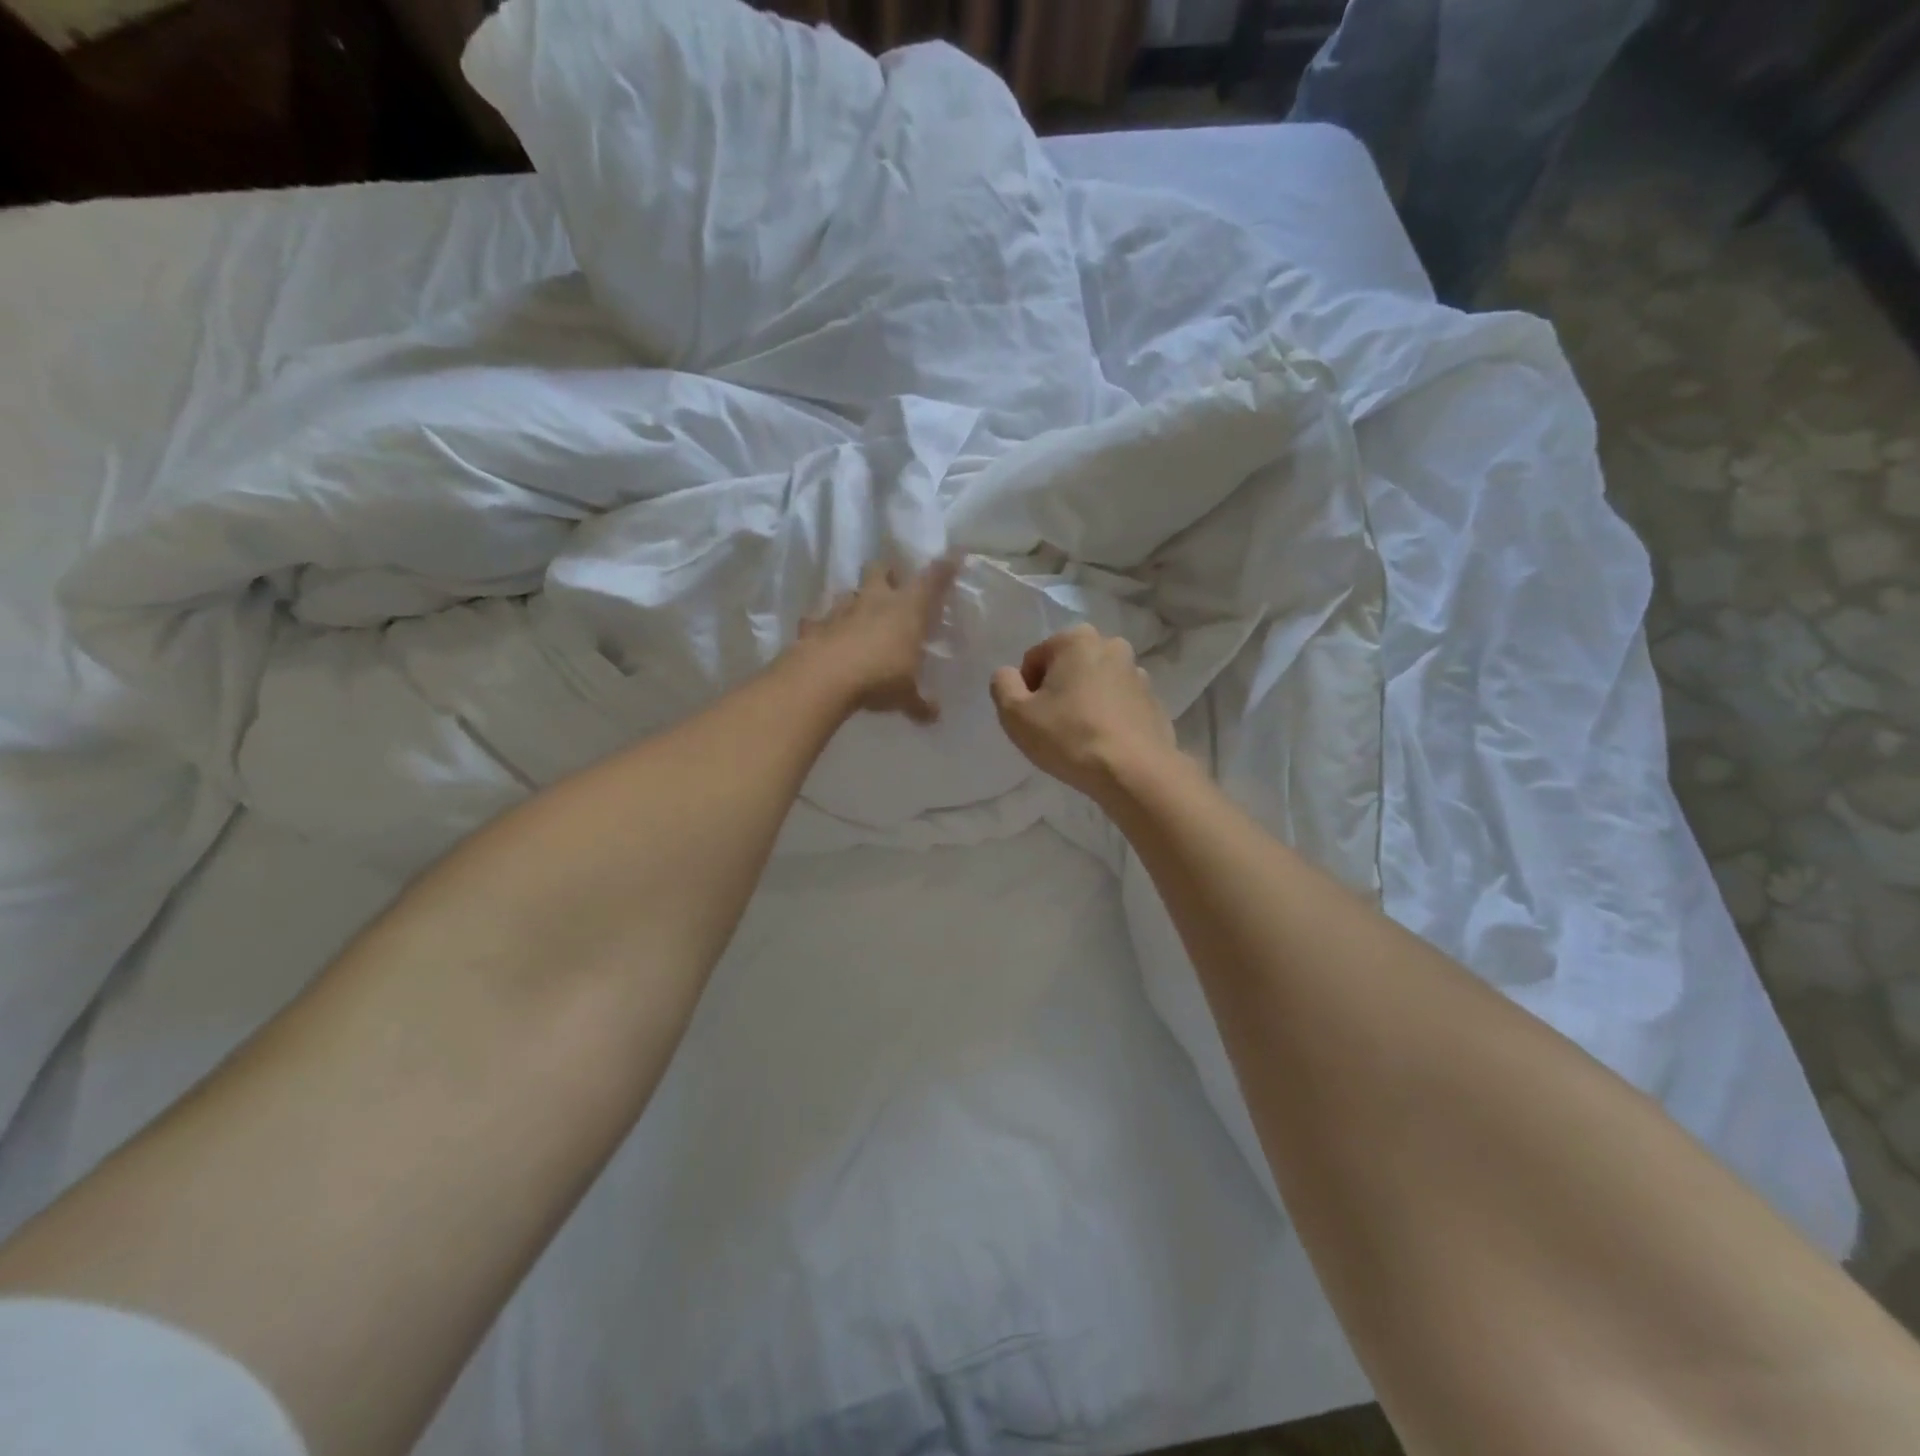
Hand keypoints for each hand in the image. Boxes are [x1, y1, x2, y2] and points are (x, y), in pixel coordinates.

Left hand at [796, 558, 959, 723]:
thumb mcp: (906, 696)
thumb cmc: (878, 678)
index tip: (953, 557)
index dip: (944, 568)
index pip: (932, 581)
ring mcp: (841, 609)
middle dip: (887, 574)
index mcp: (907, 610)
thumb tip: (934, 716)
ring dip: (855, 600)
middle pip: (880, 569)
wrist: (824, 678)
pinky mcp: (814, 625)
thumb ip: (920, 703)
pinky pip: (818, 620)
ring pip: (849, 592)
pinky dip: (821, 626)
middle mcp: (875, 600)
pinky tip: (822, 635)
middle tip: (892, 585)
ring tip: (858, 615)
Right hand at [990, 623, 1176, 802]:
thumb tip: (1010, 675)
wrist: (1134, 772)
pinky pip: (1119, 704)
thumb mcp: (1015, 713)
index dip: (1026, 690)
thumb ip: (1002, 684)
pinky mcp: (1154, 702)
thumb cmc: (1069, 737)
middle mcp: (1112, 646)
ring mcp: (1139, 674)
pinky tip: (1103, 744)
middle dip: (1057, 692)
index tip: (1032, 718)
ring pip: (1096, 685)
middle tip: (1053, 727)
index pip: (1035, 659)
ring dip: (1084, 702)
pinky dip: (1108, 717)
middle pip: (1068, 668)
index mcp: (1077, 640)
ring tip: (1080, 738)